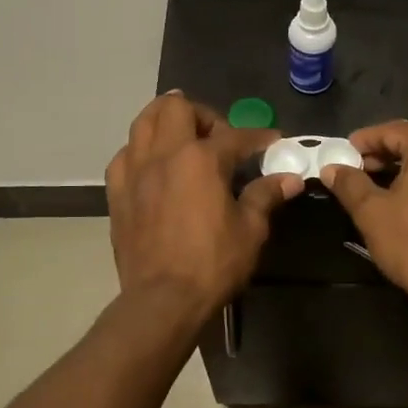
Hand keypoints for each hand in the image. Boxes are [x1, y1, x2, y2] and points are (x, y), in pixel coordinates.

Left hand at [105, 93, 301, 319]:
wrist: (162, 300)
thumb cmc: (212, 264)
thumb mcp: (250, 231)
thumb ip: (266, 196)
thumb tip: (290, 179)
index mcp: (201, 159)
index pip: (235, 135)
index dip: (258, 137)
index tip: (272, 142)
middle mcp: (164, 154)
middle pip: (176, 107)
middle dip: (202, 114)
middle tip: (217, 136)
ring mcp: (135, 171)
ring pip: (143, 122)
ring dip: (165, 120)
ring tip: (182, 137)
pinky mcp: (117, 192)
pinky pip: (125, 155)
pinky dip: (141, 151)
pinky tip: (153, 166)